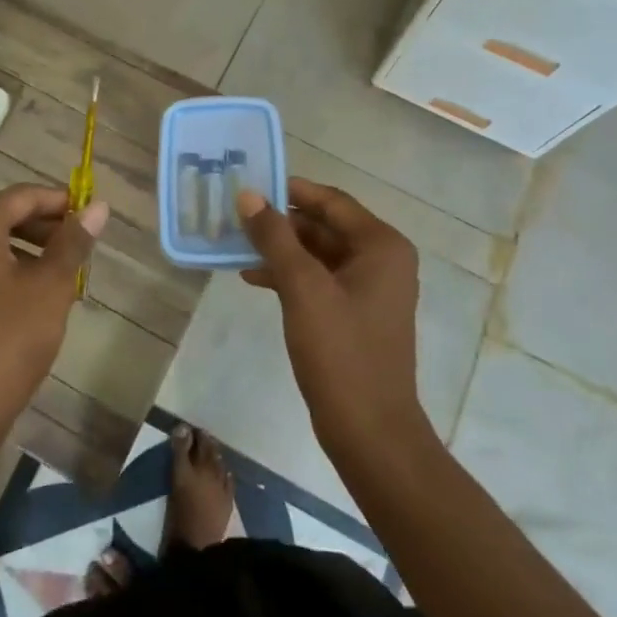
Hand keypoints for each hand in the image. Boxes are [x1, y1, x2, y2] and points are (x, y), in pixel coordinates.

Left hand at [0, 183, 108, 438]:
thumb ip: (74, 241)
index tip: (93, 214)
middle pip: (9, 215)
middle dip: (49, 226)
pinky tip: (45, 293)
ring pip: (0, 242)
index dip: (61, 201)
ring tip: (71, 269)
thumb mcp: (51, 284)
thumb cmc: (11, 336)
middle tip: (85, 244)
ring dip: (37, 249)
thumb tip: (99, 207)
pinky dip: (18, 269)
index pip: (23, 196)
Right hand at [236, 178, 423, 458]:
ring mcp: (369, 289)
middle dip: (280, 222)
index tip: (249, 185)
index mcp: (381, 245)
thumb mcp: (302, 289)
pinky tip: (254, 278)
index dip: (289, 190)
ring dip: (280, 249)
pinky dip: (289, 275)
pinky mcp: (354, 313)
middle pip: (324, 225)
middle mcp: (381, 260)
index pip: (330, 200)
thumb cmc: (341, 352)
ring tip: (236, 246)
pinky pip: (319, 279)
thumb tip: (248, 195)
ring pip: (318, 253)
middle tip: (235, 217)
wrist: (369, 431)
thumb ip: (275, 237)